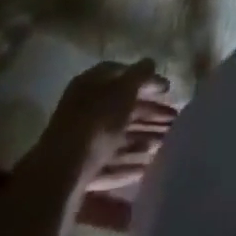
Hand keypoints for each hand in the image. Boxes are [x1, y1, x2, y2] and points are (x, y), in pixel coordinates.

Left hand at [49, 60, 180, 229]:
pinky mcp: (80, 169)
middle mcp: (83, 109)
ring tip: (166, 143)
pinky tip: (147, 165)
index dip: (145, 80)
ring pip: (117, 135)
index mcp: (91, 84)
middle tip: (174, 119)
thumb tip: (150, 62)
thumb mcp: (124, 89)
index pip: (121, 74)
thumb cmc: (97, 121)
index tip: (167, 89)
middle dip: (149, 114)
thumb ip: (140, 74)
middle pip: (121, 108)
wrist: (62, 173)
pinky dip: (129, 161)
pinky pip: (110, 160)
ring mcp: (80, 141)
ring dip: (143, 138)